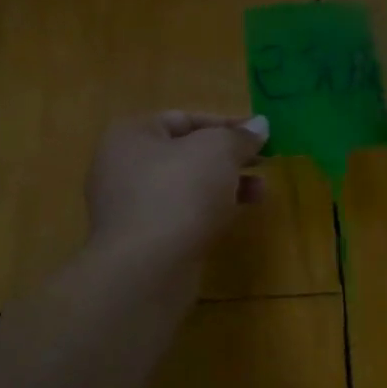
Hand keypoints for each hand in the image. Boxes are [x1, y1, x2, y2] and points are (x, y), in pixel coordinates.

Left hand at [86, 111, 269, 263]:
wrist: (146, 269)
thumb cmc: (179, 193)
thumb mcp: (218, 151)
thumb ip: (239, 136)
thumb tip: (259, 125)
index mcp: (131, 134)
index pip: (184, 118)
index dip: (226, 123)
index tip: (260, 135)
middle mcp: (123, 166)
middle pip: (185, 153)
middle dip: (228, 157)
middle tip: (264, 162)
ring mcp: (129, 207)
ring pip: (186, 186)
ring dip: (225, 185)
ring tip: (260, 192)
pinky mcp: (142, 240)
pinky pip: (181, 215)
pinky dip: (209, 211)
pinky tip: (235, 217)